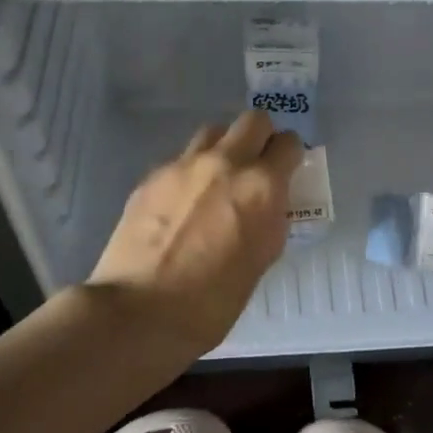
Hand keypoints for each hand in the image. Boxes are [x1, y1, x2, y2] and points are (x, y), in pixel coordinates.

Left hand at [88, 111, 302, 357]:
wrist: (141, 311)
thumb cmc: (214, 301)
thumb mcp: (262, 259)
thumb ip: (270, 220)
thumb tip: (267, 205)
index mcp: (261, 186)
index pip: (289, 144)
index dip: (291, 156)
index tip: (287, 171)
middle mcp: (225, 163)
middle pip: (252, 121)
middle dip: (261, 138)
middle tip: (257, 167)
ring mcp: (183, 166)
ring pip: (213, 132)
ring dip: (224, 148)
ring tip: (218, 181)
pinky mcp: (151, 177)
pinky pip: (181, 160)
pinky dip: (192, 173)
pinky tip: (183, 205)